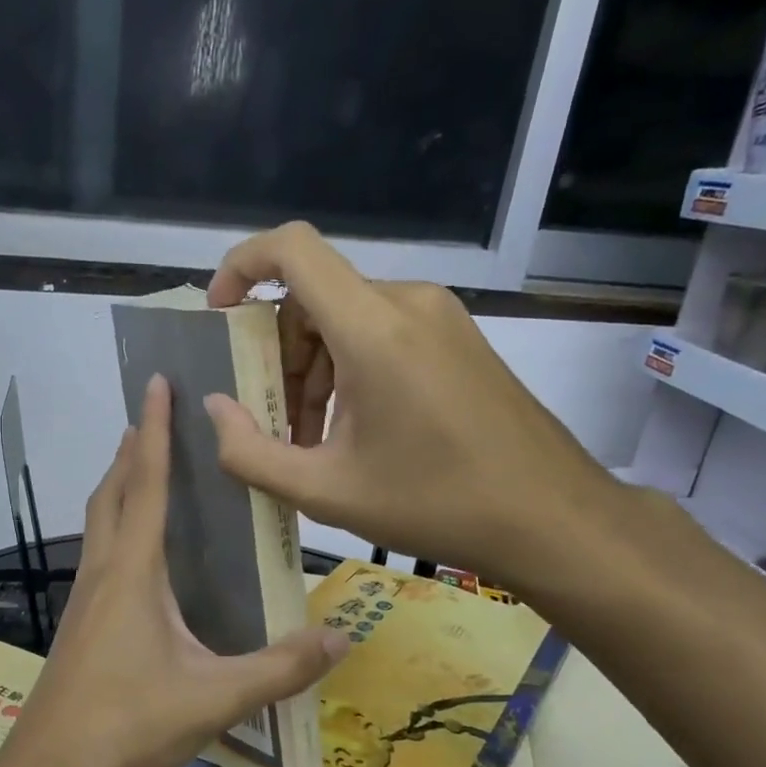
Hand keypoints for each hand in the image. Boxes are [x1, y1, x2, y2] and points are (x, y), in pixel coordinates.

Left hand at [2, 374, 346, 766]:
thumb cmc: (126, 723)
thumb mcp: (214, 698)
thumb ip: (279, 669)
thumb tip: (342, 637)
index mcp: (134, 572)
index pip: (148, 483)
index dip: (156, 430)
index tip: (156, 382)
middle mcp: (104, 572)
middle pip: (114, 492)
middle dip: (134, 448)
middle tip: (156, 416)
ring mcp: (85, 598)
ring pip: (99, 521)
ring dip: (121, 484)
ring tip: (145, 467)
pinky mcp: (79, 624)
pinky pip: (99, 551)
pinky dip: (116, 525)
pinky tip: (137, 552)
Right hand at [204, 222, 629, 595]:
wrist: (551, 517)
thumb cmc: (435, 504)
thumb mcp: (326, 492)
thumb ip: (251, 453)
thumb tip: (213, 409)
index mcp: (374, 328)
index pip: (292, 249)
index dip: (241, 265)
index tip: (219, 315)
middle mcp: (408, 303)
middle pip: (314, 296)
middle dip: (278, 354)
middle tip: (273, 422)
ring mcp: (440, 317)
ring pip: (346, 318)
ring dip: (313, 370)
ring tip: (314, 441)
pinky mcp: (459, 338)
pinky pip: (382, 333)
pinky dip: (349, 370)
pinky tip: (356, 431)